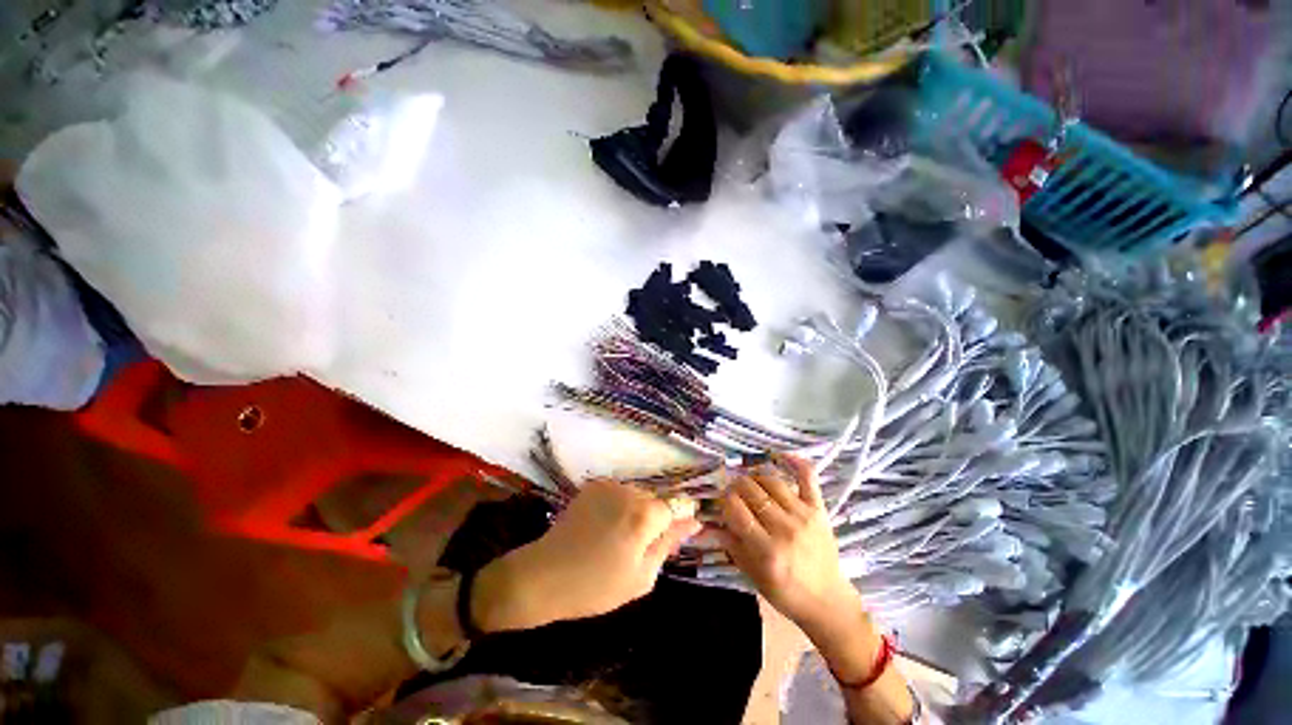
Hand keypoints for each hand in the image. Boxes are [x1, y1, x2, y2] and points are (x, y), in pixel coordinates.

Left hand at [473, 479, 700, 632]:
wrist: (545, 575)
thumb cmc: (596, 586)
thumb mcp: (642, 576)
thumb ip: (669, 543)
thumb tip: (693, 522)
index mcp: (645, 515)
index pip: (678, 505)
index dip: (677, 521)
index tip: (669, 536)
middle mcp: (630, 491)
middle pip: (656, 499)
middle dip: (654, 518)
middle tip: (636, 546)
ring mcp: (609, 485)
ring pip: (637, 494)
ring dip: (635, 510)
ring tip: (616, 538)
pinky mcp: (593, 485)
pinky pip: (618, 492)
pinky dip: (618, 505)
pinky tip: (602, 526)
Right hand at [715, 456, 860, 637]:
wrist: (827, 601)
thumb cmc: (785, 592)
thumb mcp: (751, 573)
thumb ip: (730, 543)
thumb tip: (706, 521)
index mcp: (767, 550)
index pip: (736, 510)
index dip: (724, 500)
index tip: (722, 501)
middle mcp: (785, 529)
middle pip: (751, 491)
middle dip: (736, 486)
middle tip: (733, 491)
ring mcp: (804, 516)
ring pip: (772, 481)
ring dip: (755, 477)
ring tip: (749, 483)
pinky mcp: (819, 509)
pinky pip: (808, 477)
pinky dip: (795, 462)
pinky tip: (780, 454)